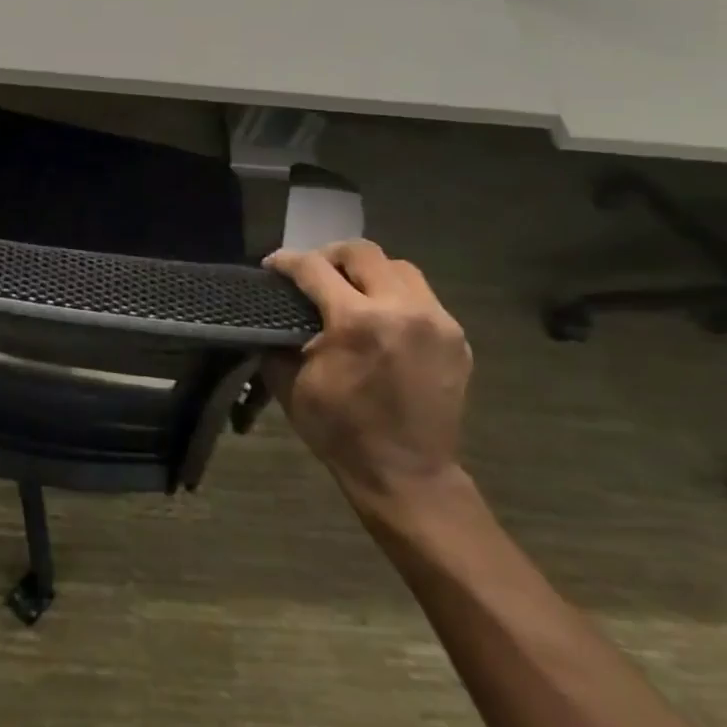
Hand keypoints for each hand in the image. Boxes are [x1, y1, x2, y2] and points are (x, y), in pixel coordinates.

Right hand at [261, 241, 472, 506]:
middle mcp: (402, 310)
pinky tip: (380, 319)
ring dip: (368, 272)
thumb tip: (270, 313)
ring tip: (349, 291)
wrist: (407, 474)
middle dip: (329, 256)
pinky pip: (422, 296)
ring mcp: (437, 322)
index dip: (286, 261)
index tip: (271, 266)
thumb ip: (277, 338)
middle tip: (312, 274)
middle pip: (362, 252)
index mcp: (356, 322)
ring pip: (398, 267)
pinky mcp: (456, 338)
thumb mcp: (290, 383)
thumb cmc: (339, 431)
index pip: (314, 268)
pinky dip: (395, 296)